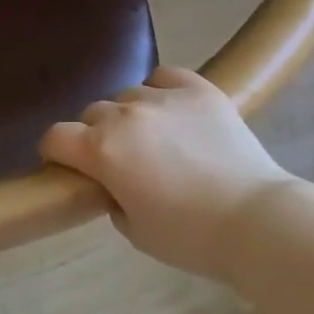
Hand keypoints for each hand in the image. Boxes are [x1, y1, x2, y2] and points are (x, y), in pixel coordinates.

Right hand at [40, 66, 296, 279]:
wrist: (257, 220)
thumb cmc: (191, 237)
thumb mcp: (134, 230)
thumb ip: (111, 198)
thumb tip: (113, 182)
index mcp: (101, 151)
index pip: (55, 137)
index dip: (55, 152)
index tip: (66, 166)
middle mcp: (124, 115)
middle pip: (91, 113)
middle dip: (95, 135)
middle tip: (118, 160)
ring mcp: (162, 97)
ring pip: (127, 94)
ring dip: (130, 115)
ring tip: (153, 137)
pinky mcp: (198, 89)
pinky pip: (164, 77)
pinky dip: (161, 90)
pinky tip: (173, 110)